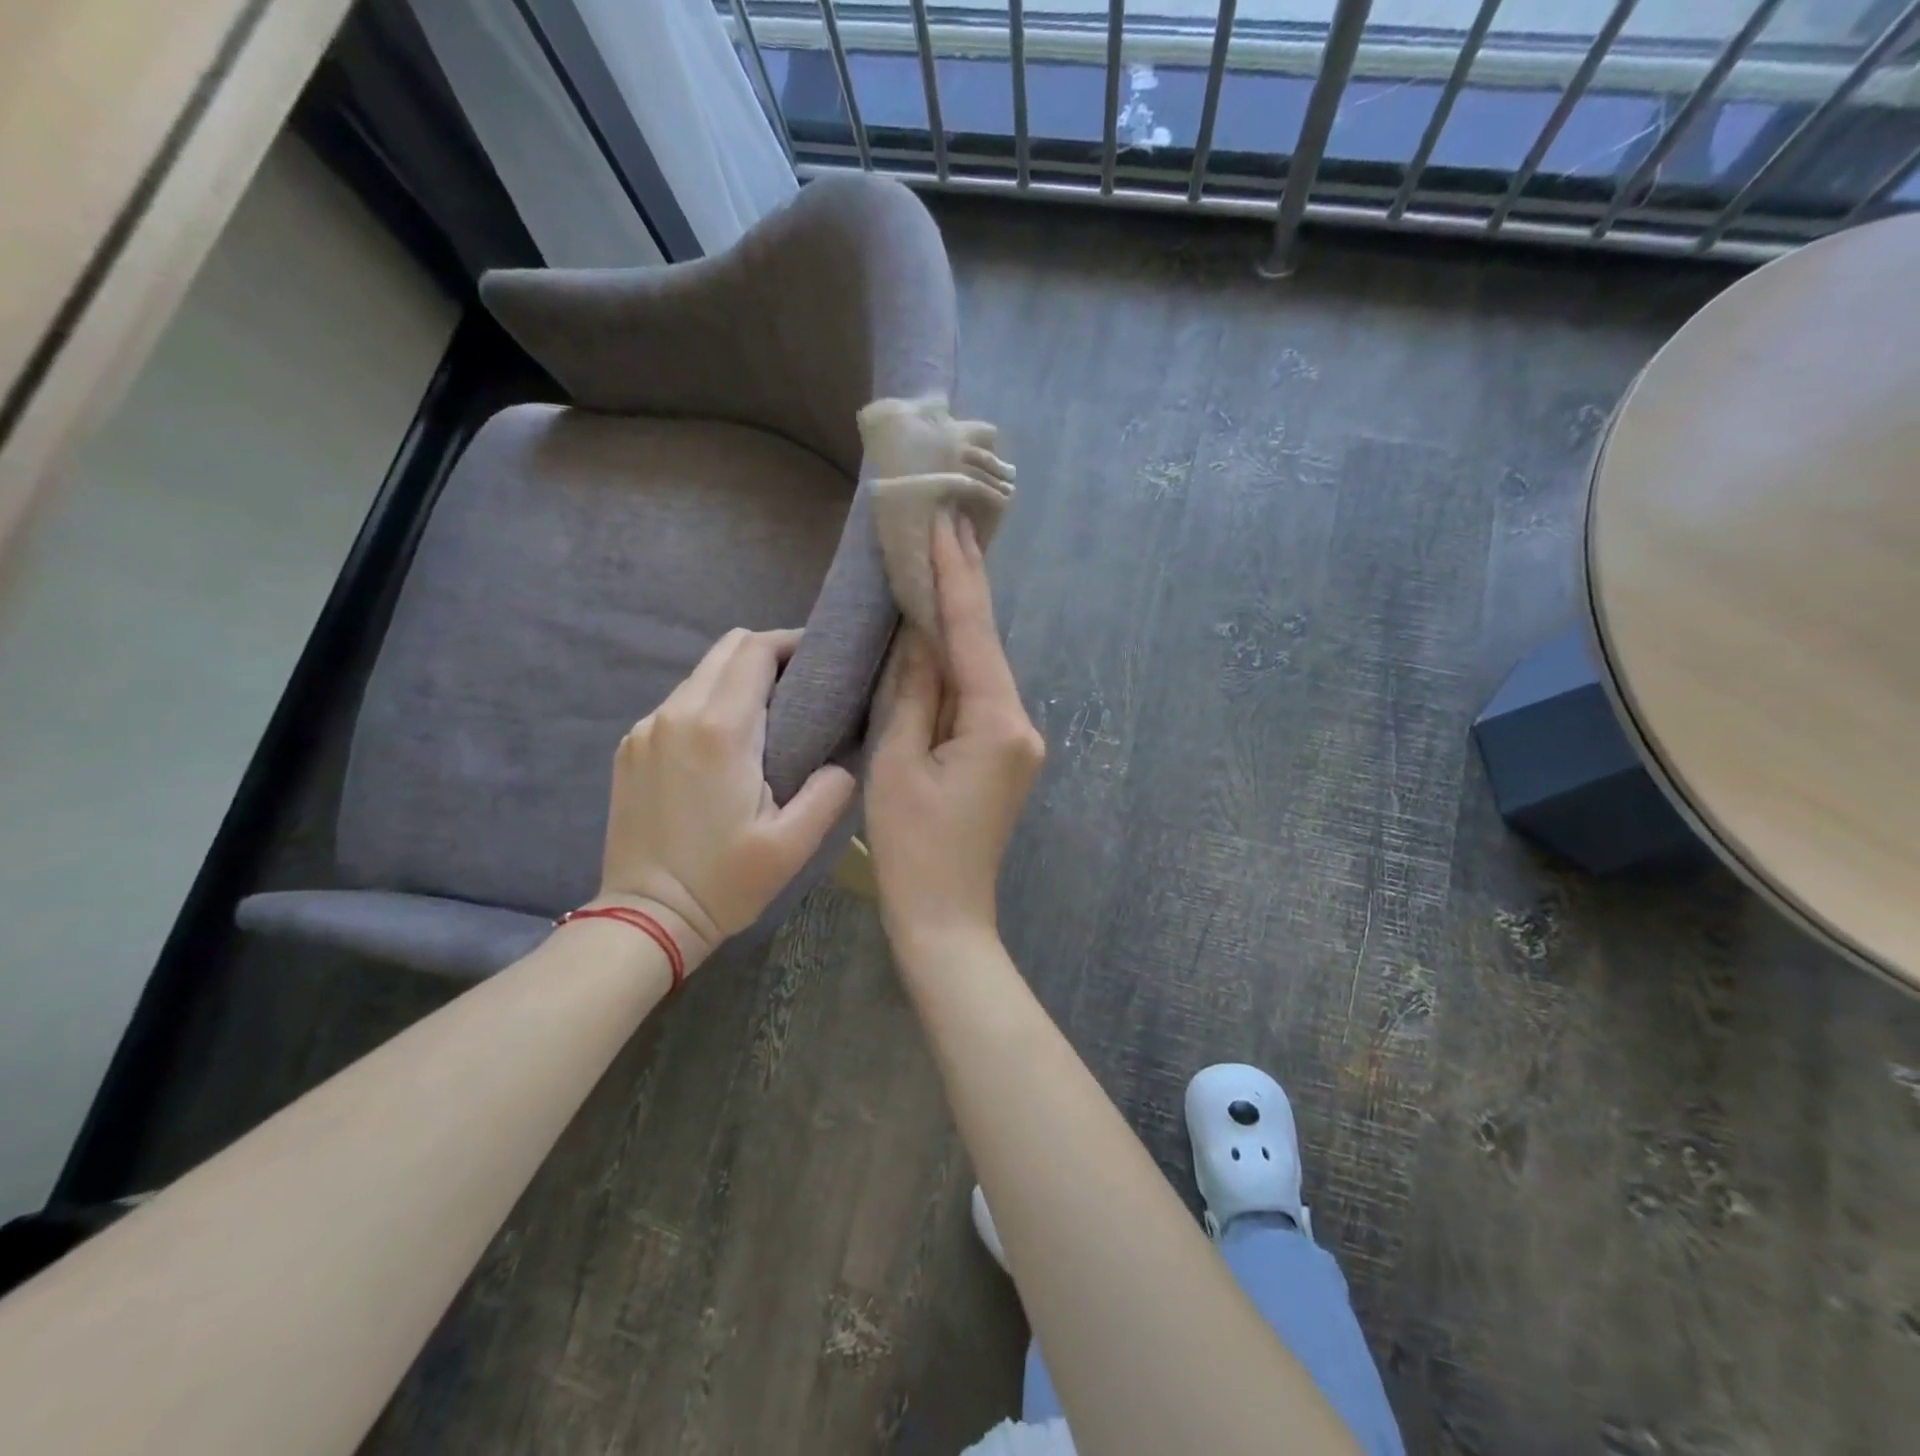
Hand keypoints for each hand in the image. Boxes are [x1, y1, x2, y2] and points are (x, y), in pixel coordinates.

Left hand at [594, 628, 857, 967]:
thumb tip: (844, 758)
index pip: (755, 651)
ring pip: (700, 675)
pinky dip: (709, 703)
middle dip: (767, 653)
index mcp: (719, 730)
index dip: (792, 642)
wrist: (645, 918)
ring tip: (770, 713)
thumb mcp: (793, 845)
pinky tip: (727, 742)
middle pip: (725, 650)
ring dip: (737, 679)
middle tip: (802, 683)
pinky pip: (677, 703)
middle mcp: (675, 713)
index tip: (821, 659)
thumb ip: (829, 790)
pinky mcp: (630, 747)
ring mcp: (645, 728)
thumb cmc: (723, 882)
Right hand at [867, 515, 1044, 957]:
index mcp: (997, 722)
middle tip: (947, 525)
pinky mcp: (1004, 756)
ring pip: (980, 672)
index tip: (950, 520)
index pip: (973, 633)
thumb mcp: (899, 763)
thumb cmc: (912, 848)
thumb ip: (912, 692)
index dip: (958, 576)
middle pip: (983, 647)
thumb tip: (919, 635)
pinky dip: (955, 668)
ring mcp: (1017, 742)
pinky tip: (936, 636)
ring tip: (936, 563)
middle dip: (962, 590)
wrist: (945, 918)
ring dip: (956, 627)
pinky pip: (977, 698)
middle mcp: (1020, 724)